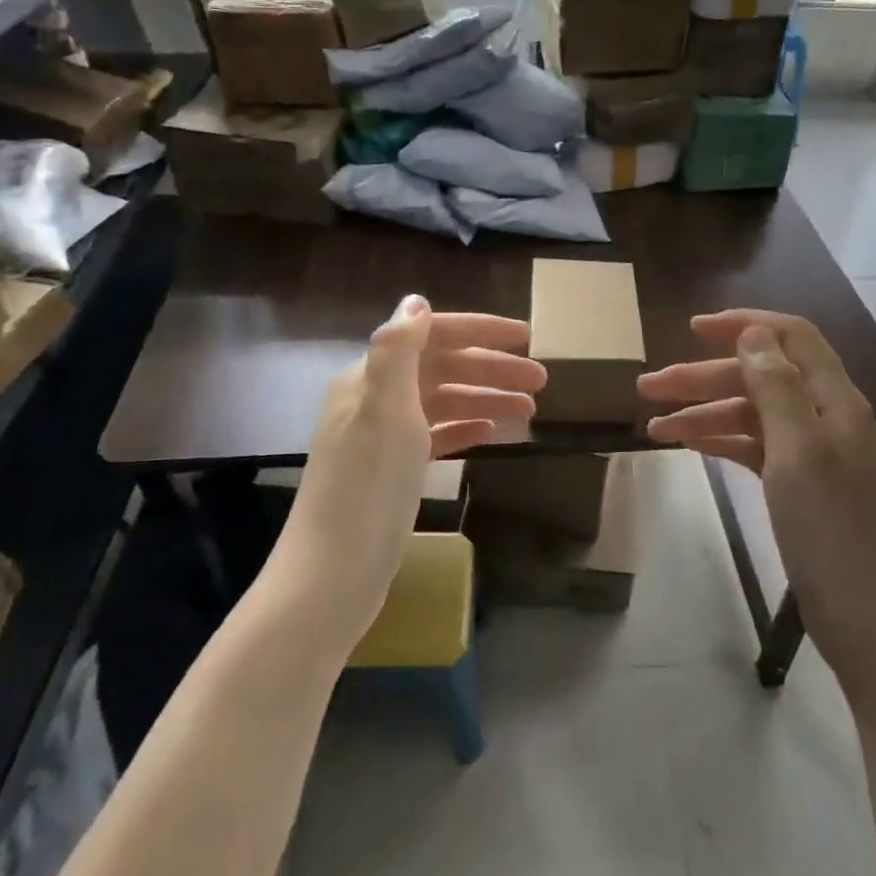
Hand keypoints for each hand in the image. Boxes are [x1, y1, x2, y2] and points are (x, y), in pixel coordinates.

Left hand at [284, 295, 543, 629]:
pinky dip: (465, 428)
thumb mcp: (384, 411)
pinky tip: (492, 432)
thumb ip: (397, 351)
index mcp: (370, 377)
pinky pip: (436, 435)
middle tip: (542, 381)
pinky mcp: (392, 471)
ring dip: (485, 398)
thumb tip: (416, 301)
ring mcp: (383, 437)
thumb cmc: (366, 488)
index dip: (480, 332)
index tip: (527, 337)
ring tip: (530, 409)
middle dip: (492, 369)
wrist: (333, 574)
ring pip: (444, 403)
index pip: (432, 336)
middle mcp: (375, 399)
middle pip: (442, 369)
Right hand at [639, 310, 875, 684]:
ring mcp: (809, 452)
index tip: (692, 329)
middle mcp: (822, 416)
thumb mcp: (798, 448)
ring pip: (750, 414)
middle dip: (703, 376)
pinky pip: (752, 447)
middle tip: (647, 387)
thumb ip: (775, 385)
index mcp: (833, 398)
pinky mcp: (797, 484)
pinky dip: (719, 441)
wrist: (864, 613)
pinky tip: (686, 445)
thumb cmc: (830, 526)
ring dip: (703, 413)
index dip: (743, 325)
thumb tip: (753, 332)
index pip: (789, 337)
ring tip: (653, 427)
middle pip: (758, 377)